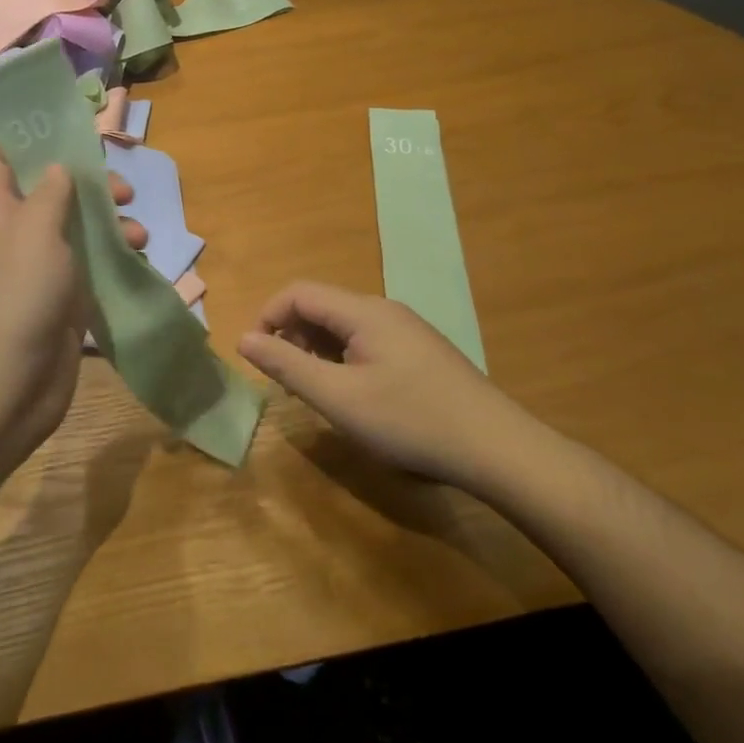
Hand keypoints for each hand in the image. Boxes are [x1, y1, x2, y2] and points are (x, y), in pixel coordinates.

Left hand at [0, 143, 141, 473]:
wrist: (11, 384)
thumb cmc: (19, 295)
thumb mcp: (36, 231)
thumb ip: (51, 193)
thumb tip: (57, 167)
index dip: (22, 138)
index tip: (62, 132)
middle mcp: (15, 234)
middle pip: (49, 191)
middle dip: (87, 184)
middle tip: (121, 190)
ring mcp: (39, 269)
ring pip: (76, 228)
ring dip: (109, 223)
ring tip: (138, 234)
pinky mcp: (62, 299)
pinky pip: (90, 265)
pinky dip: (113, 257)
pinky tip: (138, 260)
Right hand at [237, 281, 539, 491]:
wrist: (499, 449)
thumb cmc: (411, 421)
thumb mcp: (339, 398)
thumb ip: (287, 365)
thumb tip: (244, 339)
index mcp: (363, 311)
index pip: (298, 293)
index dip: (268, 317)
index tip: (256, 357)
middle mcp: (384, 310)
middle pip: (321, 307)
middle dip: (291, 337)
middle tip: (285, 382)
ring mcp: (407, 330)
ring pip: (344, 326)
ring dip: (316, 351)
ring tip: (314, 393)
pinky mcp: (421, 352)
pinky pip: (367, 341)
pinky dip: (343, 359)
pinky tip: (353, 396)